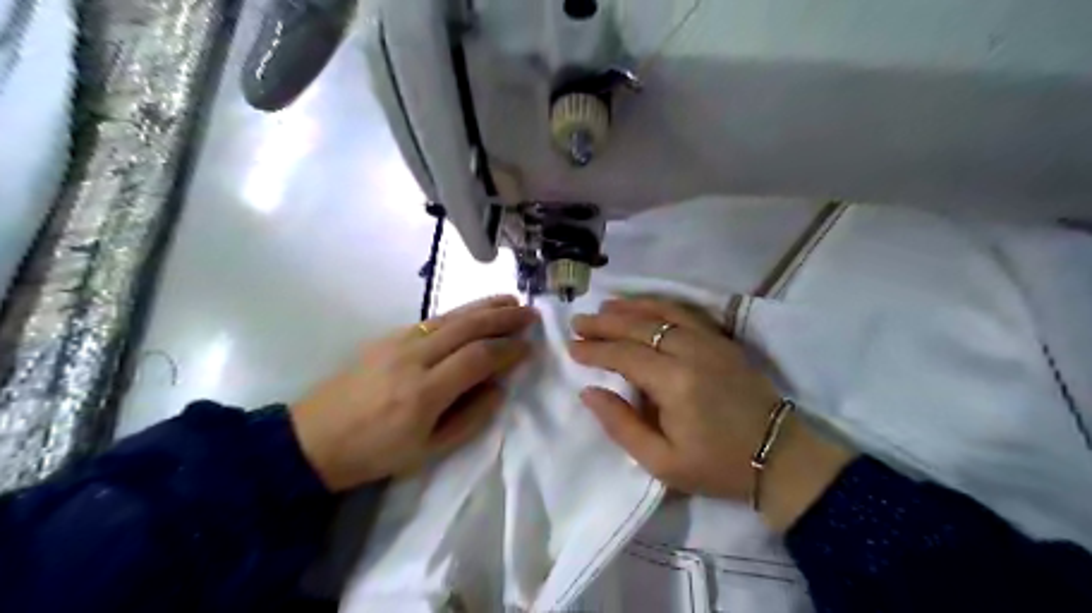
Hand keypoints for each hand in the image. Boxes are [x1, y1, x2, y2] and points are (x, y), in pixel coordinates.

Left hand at [291, 294, 535, 489]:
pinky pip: (433, 319)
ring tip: (512, 301)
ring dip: (485, 307)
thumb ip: (470, 418)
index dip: (508, 350)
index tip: (530, 347)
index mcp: (425, 393)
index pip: (478, 358)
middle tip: (531, 314)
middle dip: (504, 318)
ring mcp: (398, 342)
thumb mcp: (428, 452)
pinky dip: (461, 312)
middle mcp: (414, 358)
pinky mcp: (388, 337)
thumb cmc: (375, 453)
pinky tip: (475, 311)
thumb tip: (499, 388)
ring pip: (451, 317)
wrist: (313, 438)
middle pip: (468, 328)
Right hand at [569, 297, 856, 531]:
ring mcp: (711, 341)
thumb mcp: (662, 462)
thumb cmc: (716, 465)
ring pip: (663, 312)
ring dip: (631, 307)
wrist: (778, 456)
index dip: (595, 350)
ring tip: (605, 306)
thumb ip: (621, 425)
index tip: (571, 347)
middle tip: (579, 321)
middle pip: (640, 327)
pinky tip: (645, 306)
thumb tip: (589, 392)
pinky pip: (686, 312)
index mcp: (674, 383)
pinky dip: (661, 305)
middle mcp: (691, 352)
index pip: (624, 355)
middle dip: (605, 323)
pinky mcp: (724, 340)